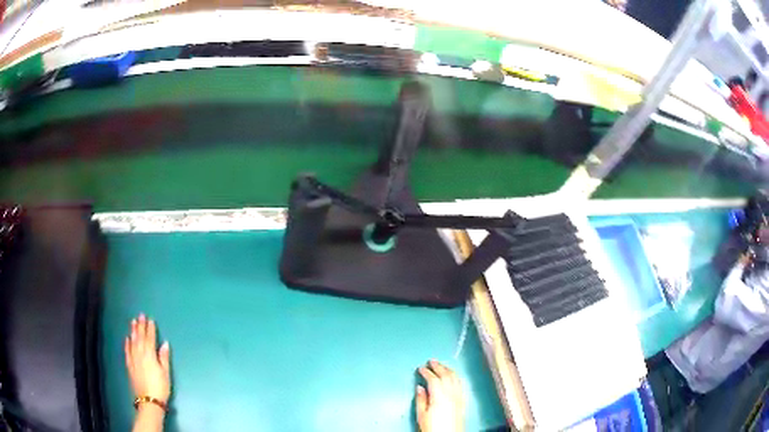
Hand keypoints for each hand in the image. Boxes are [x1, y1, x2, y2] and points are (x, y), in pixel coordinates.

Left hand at [125, 314, 170, 403]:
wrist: (149, 400)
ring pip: (132, 342)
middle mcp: (140, 354)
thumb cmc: (160, 387)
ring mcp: (133, 359)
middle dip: (140, 326)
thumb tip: (165, 343)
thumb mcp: (166, 373)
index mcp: (150, 355)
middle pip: (139, 337)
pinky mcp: (129, 365)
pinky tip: (127, 339)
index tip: (150, 319)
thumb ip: (164, 357)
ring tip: (133, 322)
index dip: (150, 329)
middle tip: (140, 315)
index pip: (150, 338)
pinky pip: (127, 351)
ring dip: (133, 331)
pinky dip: (127, 344)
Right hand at [416, 360, 464, 431]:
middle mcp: (451, 394)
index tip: (421, 368)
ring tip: (442, 365)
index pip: (433, 379)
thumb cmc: (433, 428)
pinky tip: (453, 376)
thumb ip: (421, 400)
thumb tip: (420, 388)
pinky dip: (455, 377)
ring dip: (448, 369)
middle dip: (438, 366)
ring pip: (455, 378)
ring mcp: (459, 397)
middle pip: (446, 375)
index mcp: (439, 396)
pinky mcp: (462, 401)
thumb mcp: (422, 415)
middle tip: (431, 361)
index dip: (426, 372)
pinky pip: (460, 384)